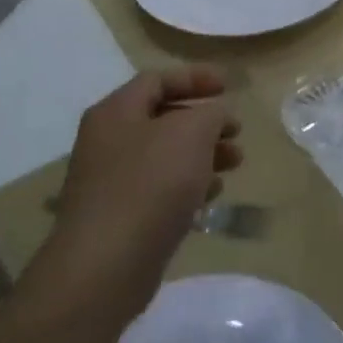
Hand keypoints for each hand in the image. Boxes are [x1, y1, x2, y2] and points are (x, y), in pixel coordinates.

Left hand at [14, 67, 241, 332]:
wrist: (106, 265)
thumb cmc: (150, 184)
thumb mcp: (192, 133)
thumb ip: (211, 113)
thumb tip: (215, 115)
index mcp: (116, 113)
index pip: (157, 80)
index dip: (195, 77)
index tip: (229, 87)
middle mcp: (108, 142)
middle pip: (164, 118)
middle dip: (206, 122)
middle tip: (237, 131)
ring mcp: (112, 181)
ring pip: (167, 155)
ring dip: (204, 154)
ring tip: (235, 163)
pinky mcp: (122, 216)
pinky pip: (162, 188)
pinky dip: (190, 185)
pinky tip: (211, 196)